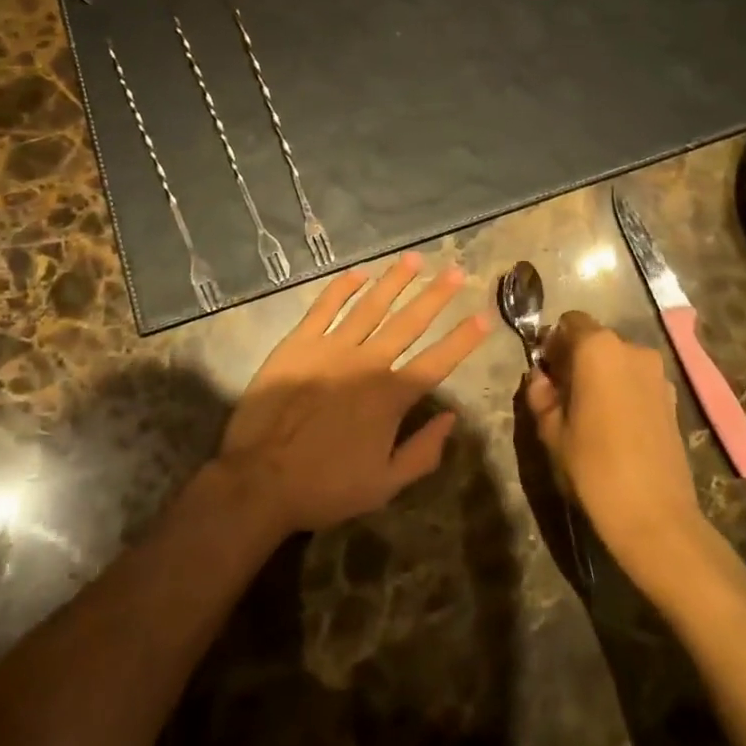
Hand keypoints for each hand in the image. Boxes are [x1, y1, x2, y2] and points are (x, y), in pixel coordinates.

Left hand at [216, 253, 488, 538]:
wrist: (260, 479)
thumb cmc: (325, 486)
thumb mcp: (384, 485)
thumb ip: (423, 452)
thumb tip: (451, 418)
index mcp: (390, 396)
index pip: (437, 361)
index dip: (463, 339)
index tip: (485, 315)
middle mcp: (367, 362)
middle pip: (409, 322)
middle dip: (436, 295)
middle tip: (456, 270)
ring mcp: (332, 347)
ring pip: (371, 305)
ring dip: (394, 280)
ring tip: (414, 258)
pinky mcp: (299, 342)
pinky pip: (325, 306)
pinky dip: (343, 287)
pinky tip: (359, 272)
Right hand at [525, 311, 710, 596]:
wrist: (656, 519)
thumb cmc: (594, 467)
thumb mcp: (552, 431)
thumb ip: (541, 395)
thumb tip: (540, 379)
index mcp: (597, 348)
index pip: (569, 322)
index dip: (553, 343)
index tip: (545, 372)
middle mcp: (632, 349)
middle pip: (595, 340)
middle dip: (576, 359)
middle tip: (562, 395)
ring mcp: (657, 374)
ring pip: (618, 361)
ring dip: (601, 376)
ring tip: (589, 414)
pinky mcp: (673, 399)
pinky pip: (637, 381)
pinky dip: (623, 391)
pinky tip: (614, 427)